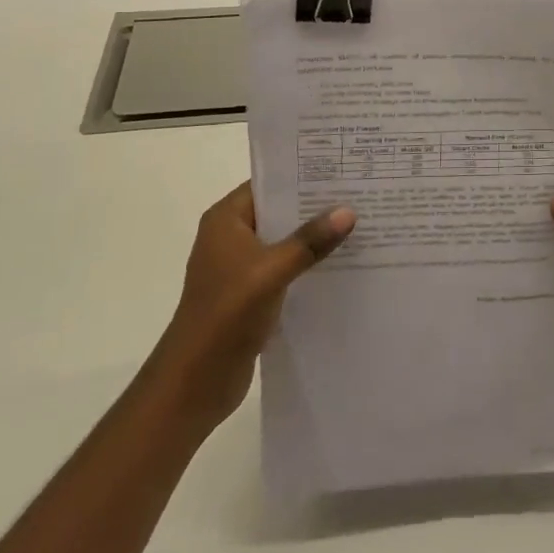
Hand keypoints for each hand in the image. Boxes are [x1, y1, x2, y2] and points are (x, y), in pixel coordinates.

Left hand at [161, 183, 355, 431]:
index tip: (343, 169)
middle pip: (280, 211)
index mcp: (226, 220)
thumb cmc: (225, 315)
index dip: (303, 175)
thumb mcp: (271, 272)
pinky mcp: (250, 293)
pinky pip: (286, 268)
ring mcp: (240, 266)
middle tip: (360, 194)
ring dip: (315, 237)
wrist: (194, 384)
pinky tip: (342, 263)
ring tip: (360, 224)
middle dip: (316, 206)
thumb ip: (309, 241)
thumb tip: (348, 211)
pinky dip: (309, 264)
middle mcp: (231, 236)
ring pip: (285, 240)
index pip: (269, 183)